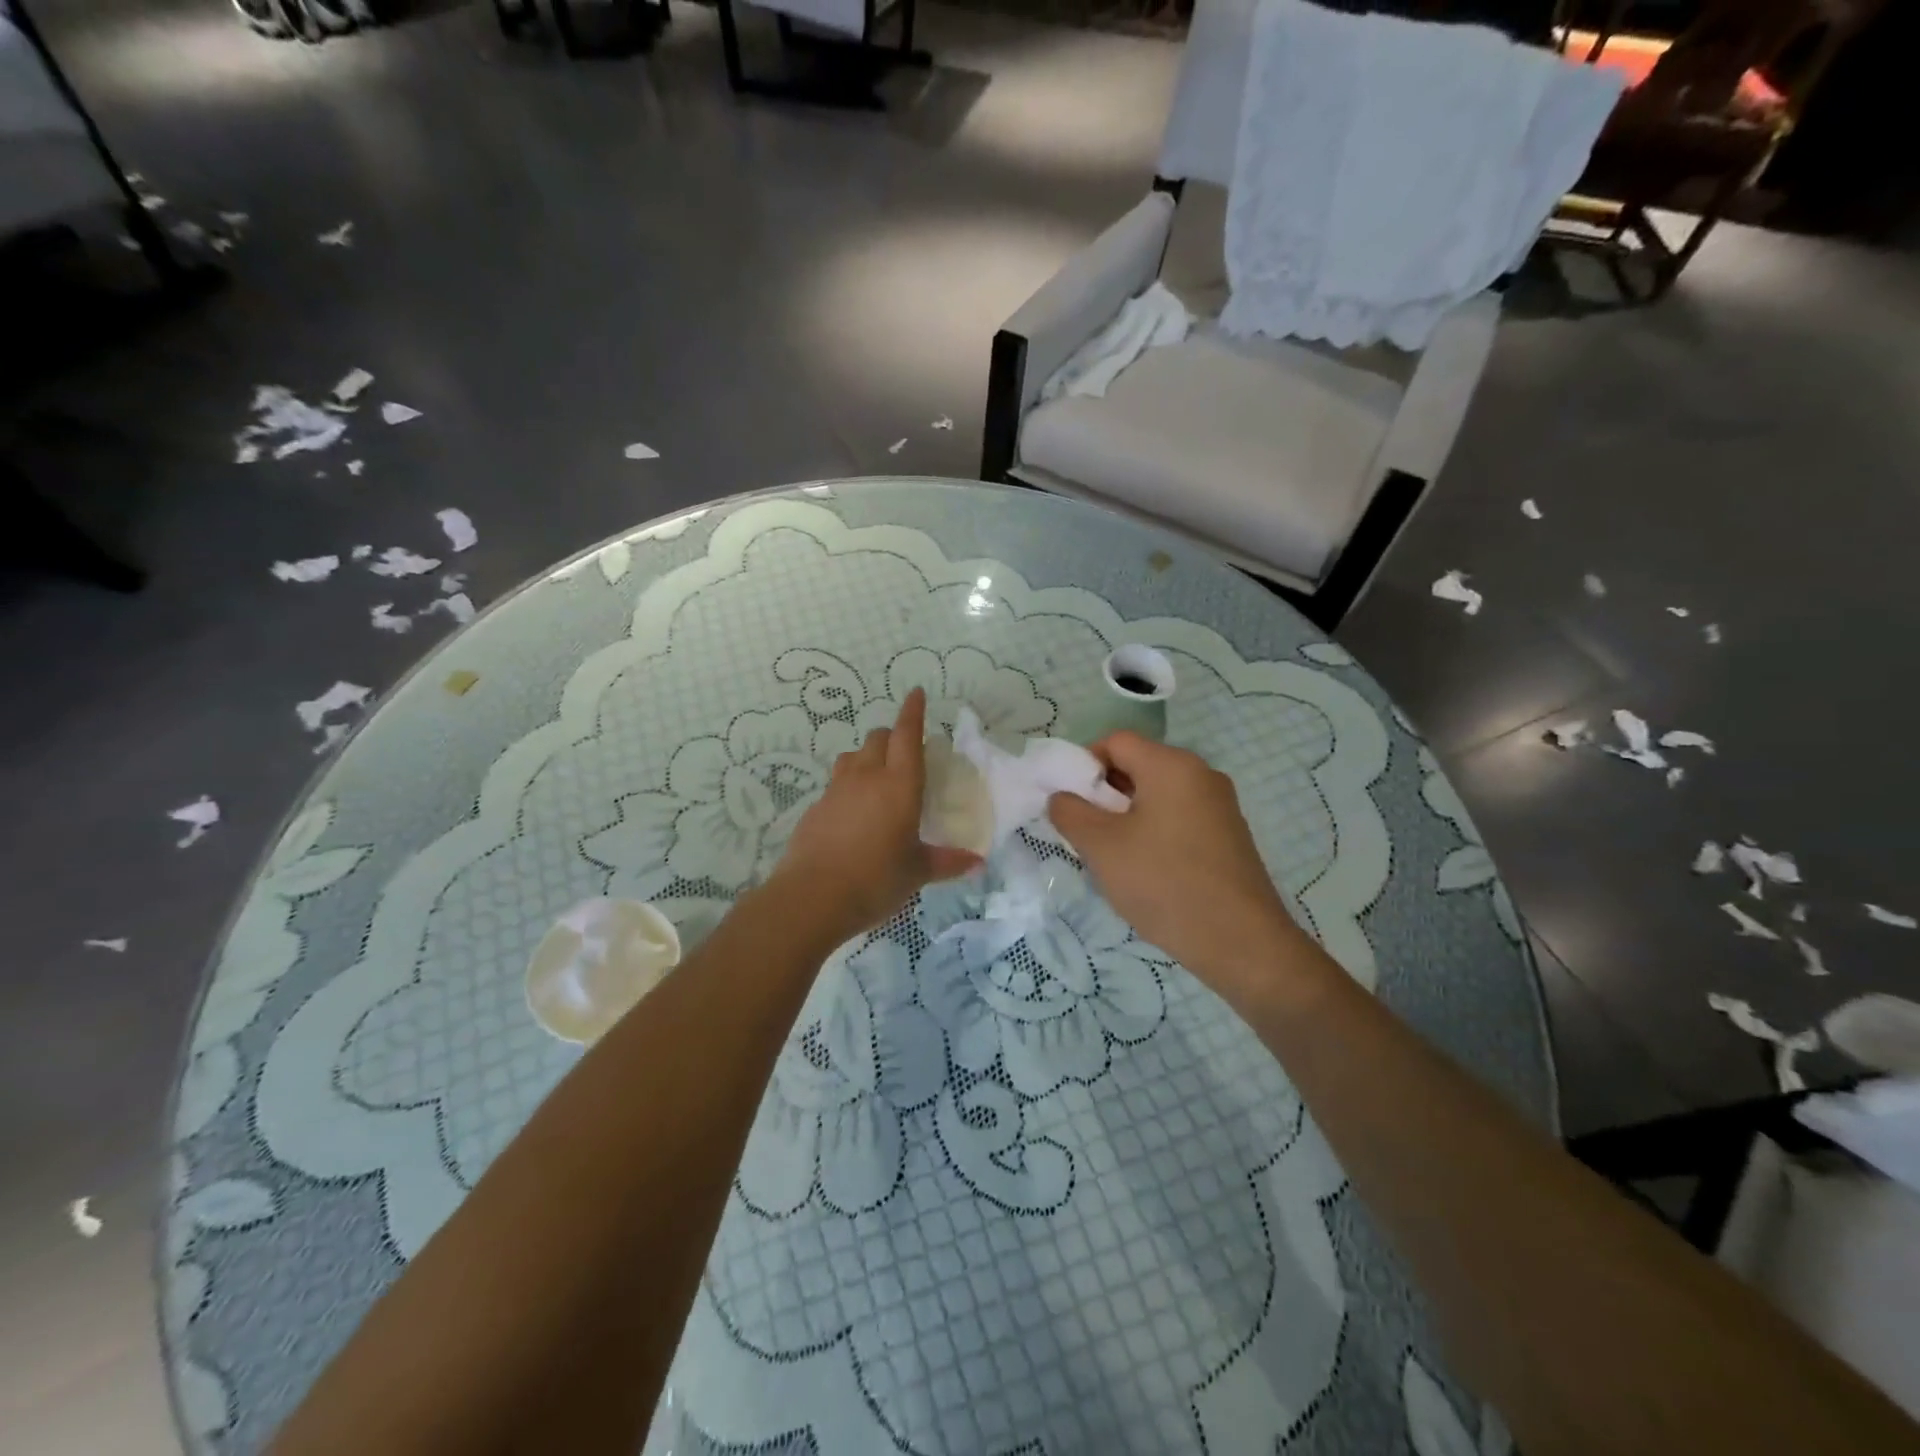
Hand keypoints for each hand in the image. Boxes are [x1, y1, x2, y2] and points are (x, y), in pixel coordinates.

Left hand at [770, 689, 980, 942]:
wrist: (811, 898)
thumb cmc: (875, 880)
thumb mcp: (916, 872)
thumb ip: (947, 862)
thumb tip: (977, 862)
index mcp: (899, 785)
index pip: (907, 735)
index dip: (913, 711)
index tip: (916, 693)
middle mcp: (867, 777)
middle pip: (878, 738)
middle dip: (892, 736)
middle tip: (904, 752)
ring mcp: (836, 790)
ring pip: (852, 756)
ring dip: (867, 756)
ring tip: (877, 778)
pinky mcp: (816, 808)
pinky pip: (836, 783)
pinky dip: (848, 785)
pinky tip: (853, 812)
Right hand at [1047, 733, 1301, 981]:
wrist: (1240, 942)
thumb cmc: (1164, 883)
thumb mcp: (1101, 847)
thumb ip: (1070, 812)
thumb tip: (1062, 797)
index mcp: (1172, 765)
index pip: (1115, 741)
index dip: (1083, 765)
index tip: (1071, 804)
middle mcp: (1201, 774)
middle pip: (1138, 765)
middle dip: (1104, 794)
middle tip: (1086, 833)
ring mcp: (1220, 805)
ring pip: (1157, 795)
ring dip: (1126, 816)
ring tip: (1113, 857)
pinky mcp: (1229, 835)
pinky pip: (1179, 817)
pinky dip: (1154, 832)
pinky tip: (1147, 871)